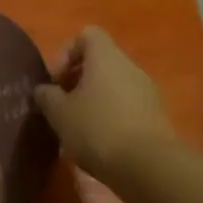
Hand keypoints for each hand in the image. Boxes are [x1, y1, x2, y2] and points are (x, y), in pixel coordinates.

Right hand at [33, 27, 178, 182]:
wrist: (148, 167)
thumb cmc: (97, 128)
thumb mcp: (59, 113)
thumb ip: (47, 96)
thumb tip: (45, 90)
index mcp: (106, 57)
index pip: (87, 35)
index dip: (67, 53)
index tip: (55, 80)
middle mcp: (130, 67)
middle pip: (101, 62)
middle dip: (78, 81)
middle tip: (63, 106)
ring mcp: (148, 92)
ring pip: (114, 86)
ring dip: (95, 101)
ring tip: (79, 129)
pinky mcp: (157, 117)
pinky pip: (128, 107)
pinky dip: (112, 117)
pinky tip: (101, 144)